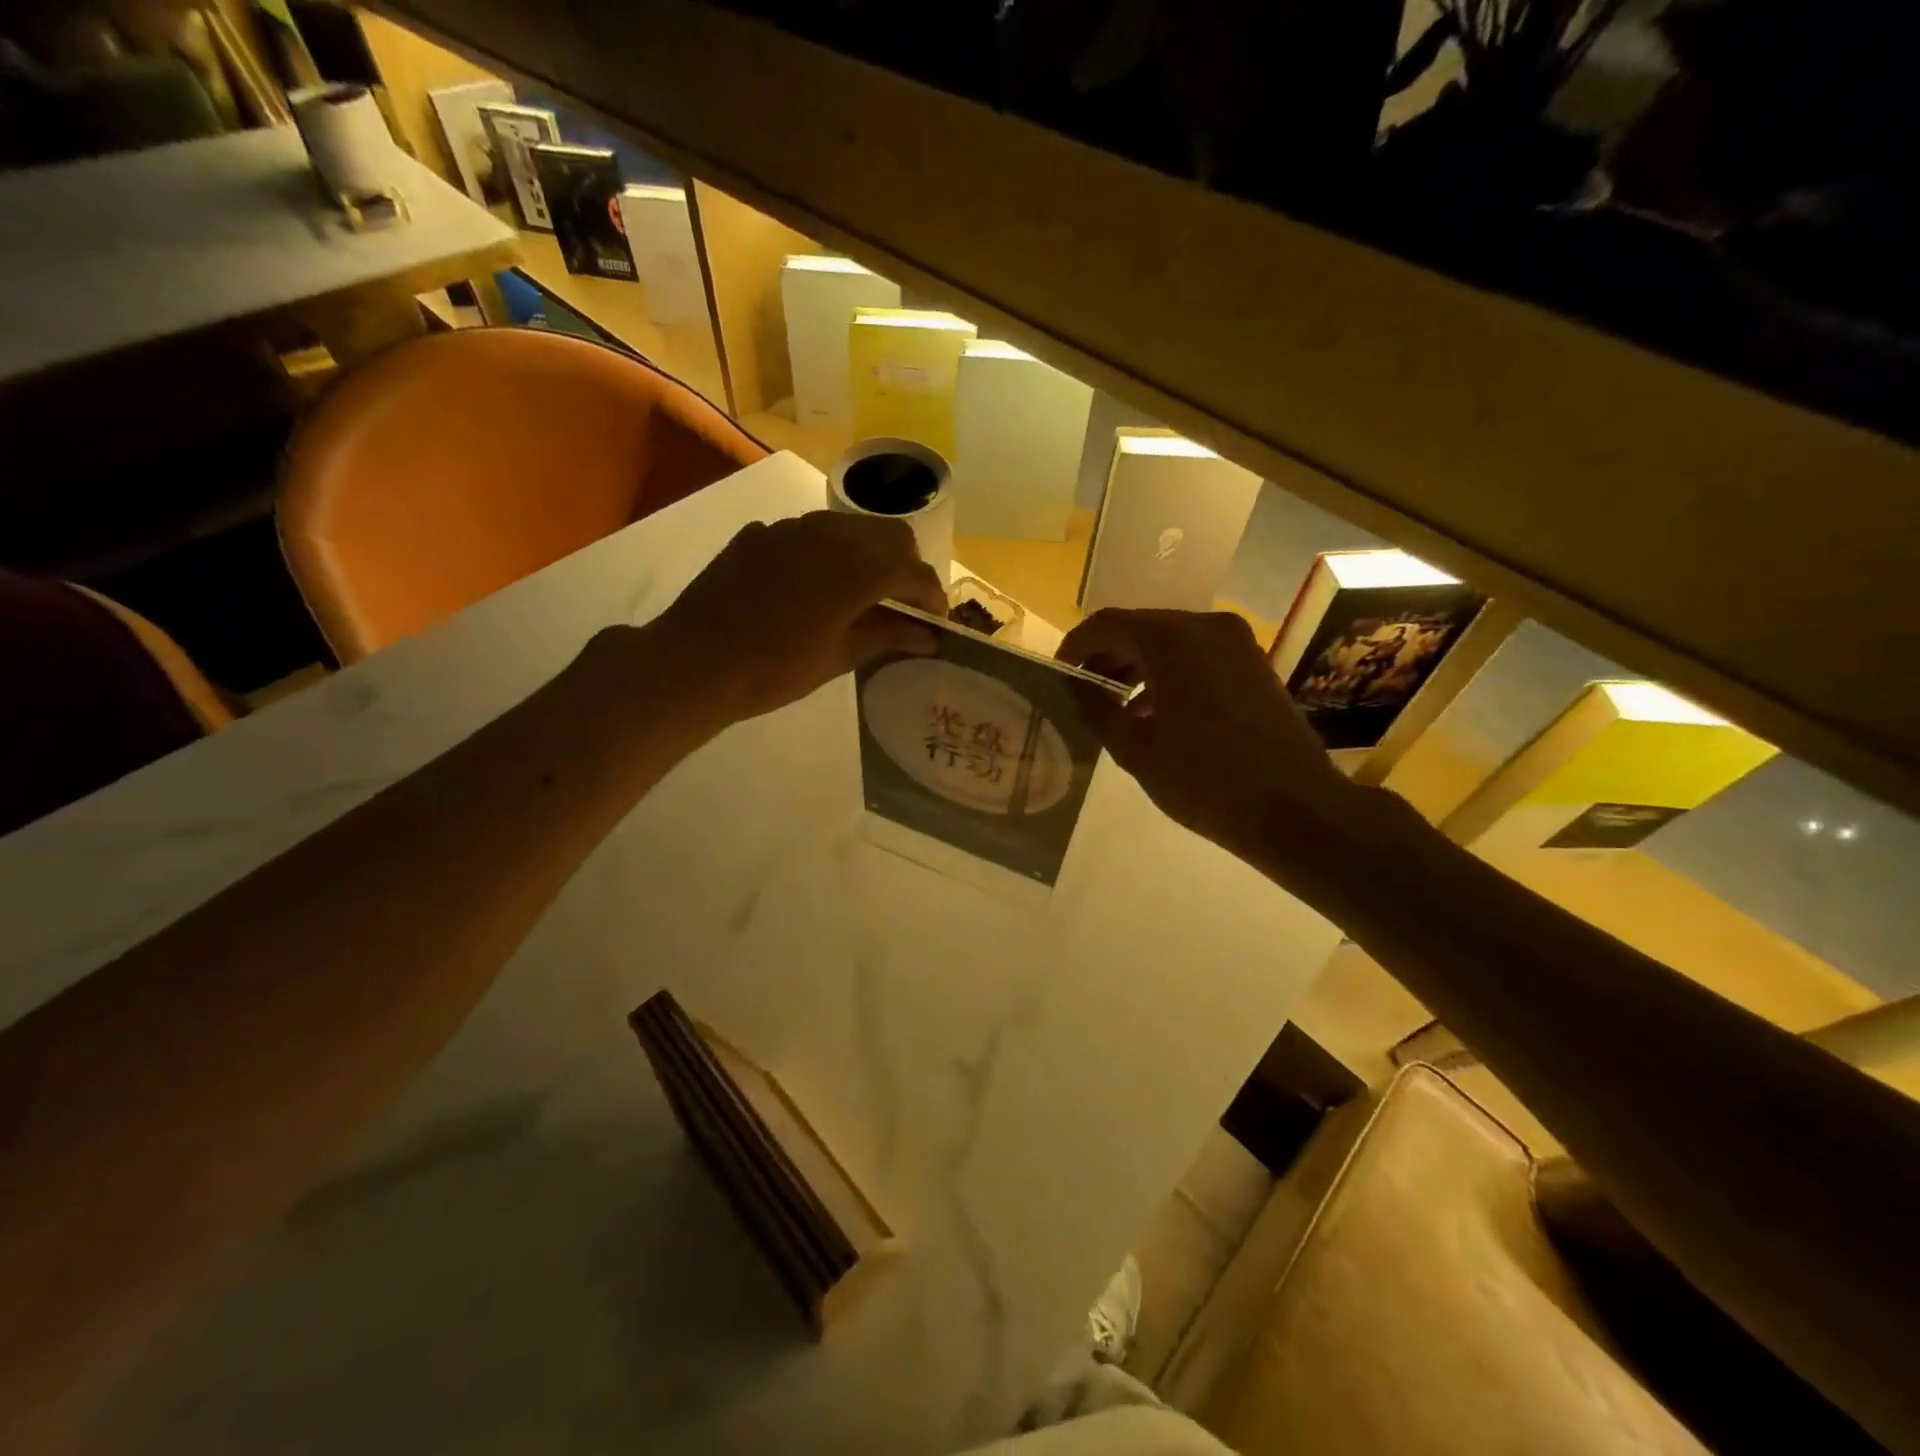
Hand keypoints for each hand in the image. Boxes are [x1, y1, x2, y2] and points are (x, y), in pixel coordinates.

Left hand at [648, 511, 947, 723]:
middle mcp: (829, 534)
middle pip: (890, 535)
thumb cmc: (774, 670)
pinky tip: (812, 588)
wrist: (693, 662)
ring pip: (850, 527)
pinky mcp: (760, 534)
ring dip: (868, 554)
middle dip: (906, 566)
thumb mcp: (838, 658)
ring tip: (861, 593)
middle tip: (902, 604)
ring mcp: (790, 528)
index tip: (934, 621)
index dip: (932, 596)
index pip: (914, 571)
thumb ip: (887, 637)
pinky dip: (827, 554)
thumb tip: (928, 636)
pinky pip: (809, 533)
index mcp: (856, 569)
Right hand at [1057, 609, 1358, 874]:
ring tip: (1114, 705)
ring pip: (1169, 640)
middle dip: (1106, 655)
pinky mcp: (1252, 662)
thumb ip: (1096, 707)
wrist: (1295, 808)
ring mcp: (1235, 641)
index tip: (1058, 674)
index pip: (1106, 624)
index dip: (1075, 646)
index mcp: (1170, 639)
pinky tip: (1154, 710)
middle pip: (1139, 627)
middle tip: (1082, 691)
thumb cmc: (1204, 780)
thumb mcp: (1135, 748)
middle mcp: (1204, 625)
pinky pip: (1197, 654)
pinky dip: (1168, 672)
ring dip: (1137, 664)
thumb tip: (1073, 684)